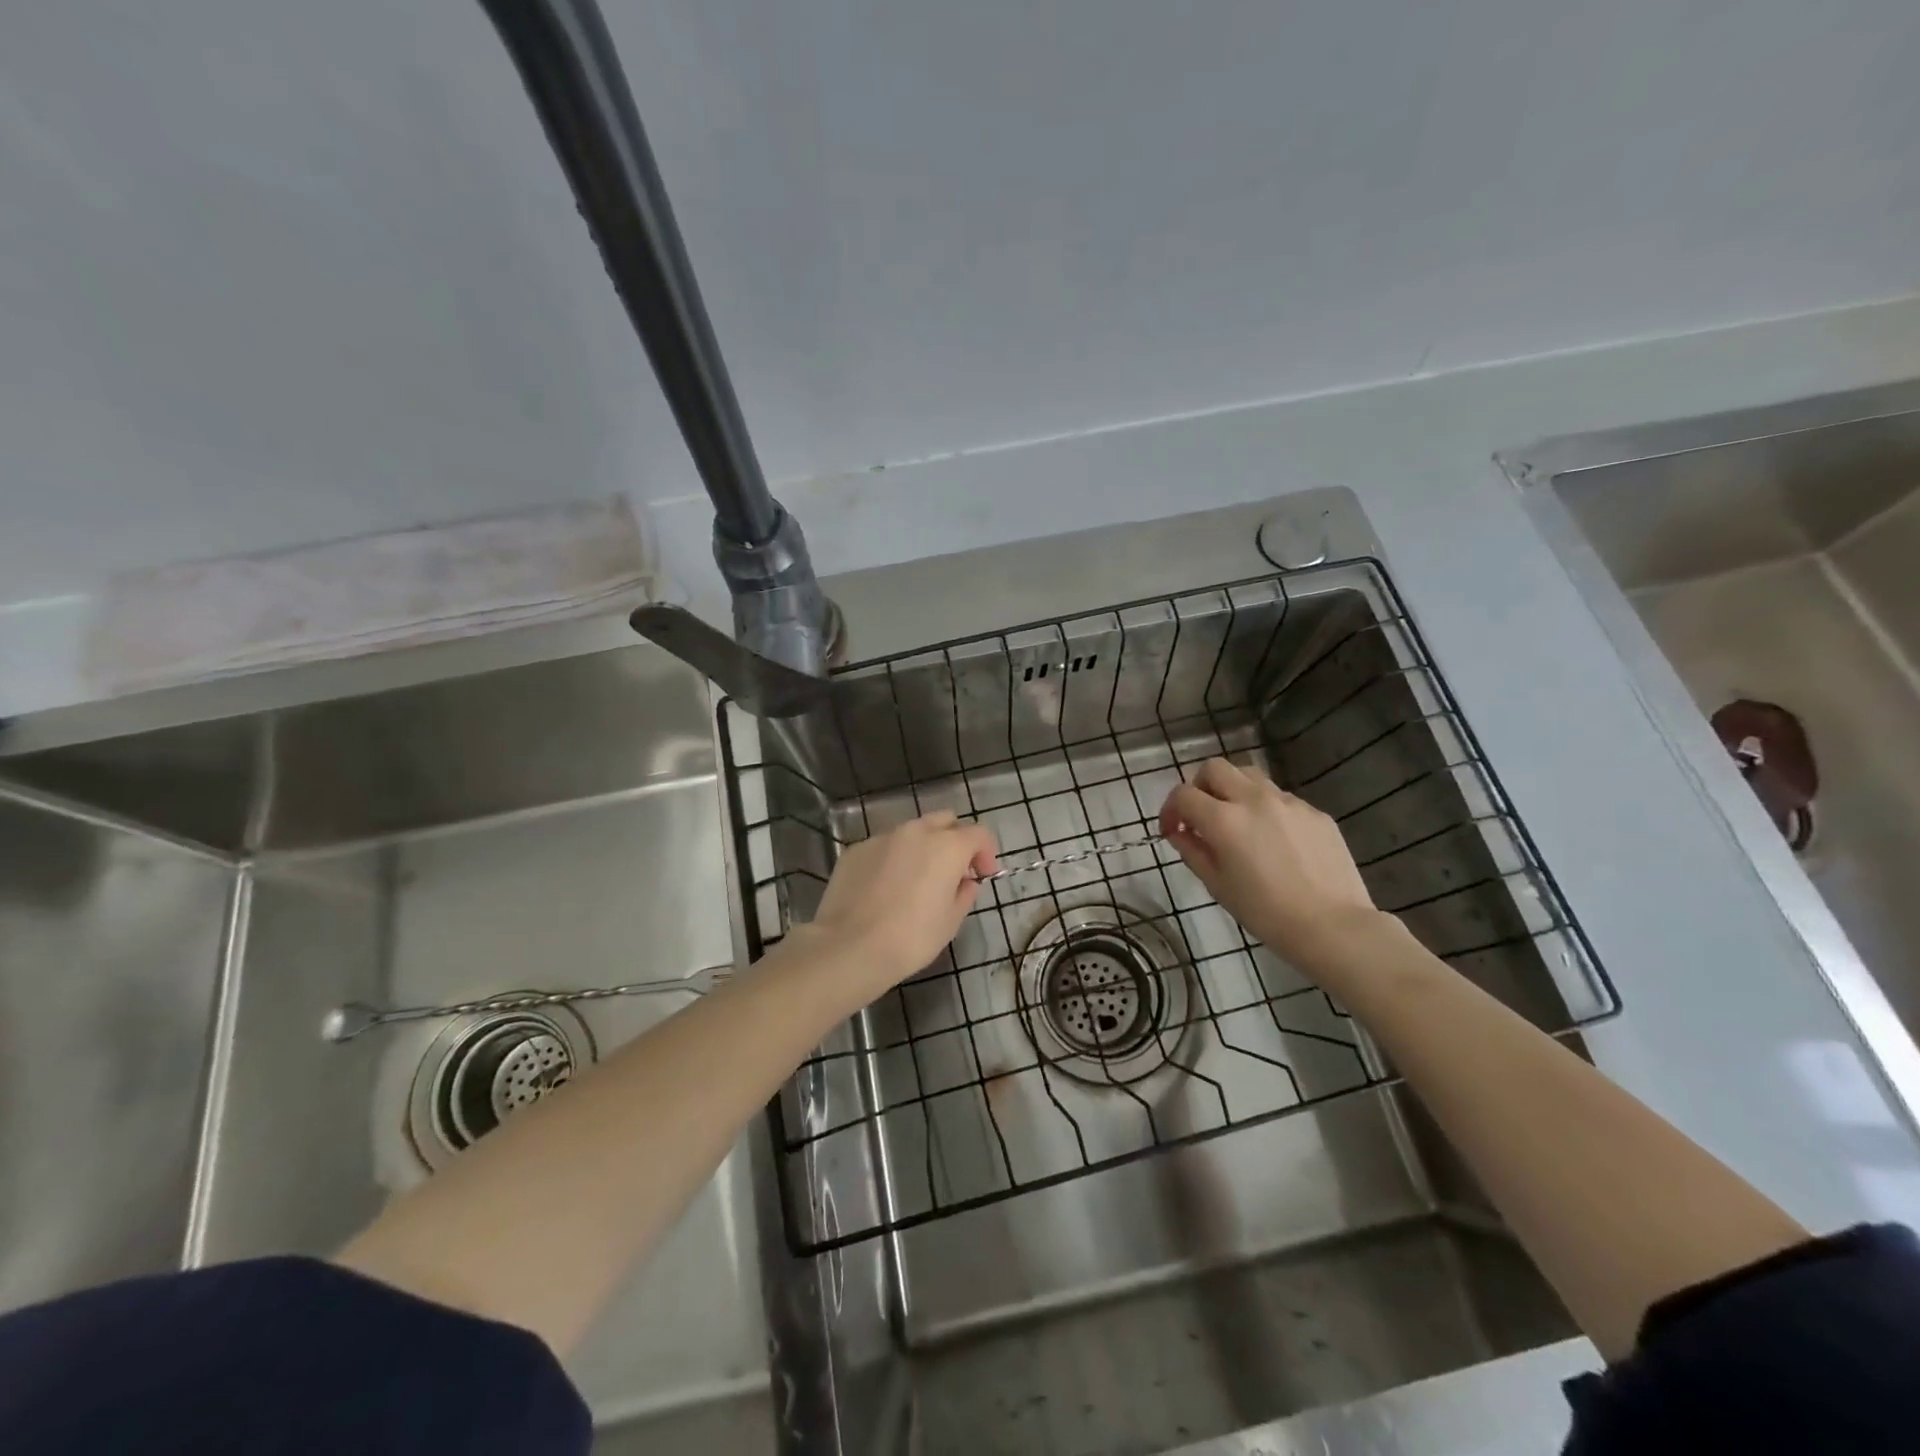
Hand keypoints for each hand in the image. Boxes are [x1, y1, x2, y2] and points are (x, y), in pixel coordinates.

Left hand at [805, 813, 997, 988]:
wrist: (849, 947)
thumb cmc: (911, 938)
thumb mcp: (950, 922)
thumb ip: (964, 894)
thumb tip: (965, 882)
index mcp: (946, 846)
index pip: (978, 834)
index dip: (986, 853)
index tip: (982, 876)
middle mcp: (915, 832)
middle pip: (945, 821)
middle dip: (955, 840)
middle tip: (953, 871)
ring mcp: (882, 838)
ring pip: (912, 832)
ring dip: (923, 848)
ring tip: (917, 880)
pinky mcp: (856, 850)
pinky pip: (884, 847)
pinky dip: (893, 859)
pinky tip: (885, 888)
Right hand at [1160, 758, 1381, 971]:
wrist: (1333, 926)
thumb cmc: (1266, 913)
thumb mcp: (1218, 886)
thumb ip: (1193, 852)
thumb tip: (1180, 833)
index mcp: (1224, 820)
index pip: (1184, 794)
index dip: (1170, 810)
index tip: (1172, 830)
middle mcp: (1254, 800)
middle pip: (1215, 768)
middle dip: (1199, 786)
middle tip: (1201, 815)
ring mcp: (1288, 802)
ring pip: (1249, 776)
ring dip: (1233, 790)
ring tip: (1237, 821)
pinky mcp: (1315, 812)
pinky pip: (1280, 798)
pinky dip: (1266, 809)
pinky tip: (1274, 840)